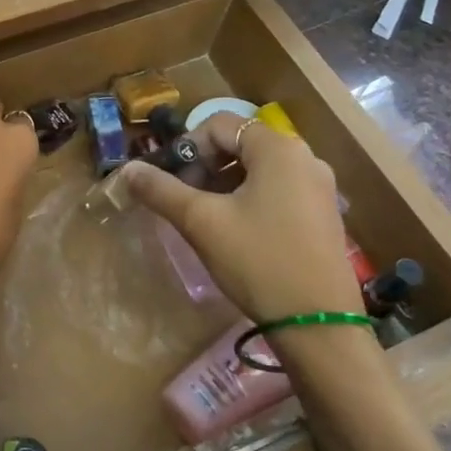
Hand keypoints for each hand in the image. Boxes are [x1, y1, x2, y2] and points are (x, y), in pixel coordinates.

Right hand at [121, 114, 363, 325]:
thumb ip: (162, 190)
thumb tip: (127, 170)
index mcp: (279, 149)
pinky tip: (233, 230)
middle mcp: (304, 158)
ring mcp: (318, 187)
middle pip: (239, 144)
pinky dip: (247, 198)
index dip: (186, 146)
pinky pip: (276, 189)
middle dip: (203, 166)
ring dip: (222, 183)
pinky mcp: (322, 214)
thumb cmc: (258, 261)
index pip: (219, 125)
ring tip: (202, 217)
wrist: (318, 325)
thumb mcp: (202, 222)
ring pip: (257, 169)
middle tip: (182, 198)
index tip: (168, 179)